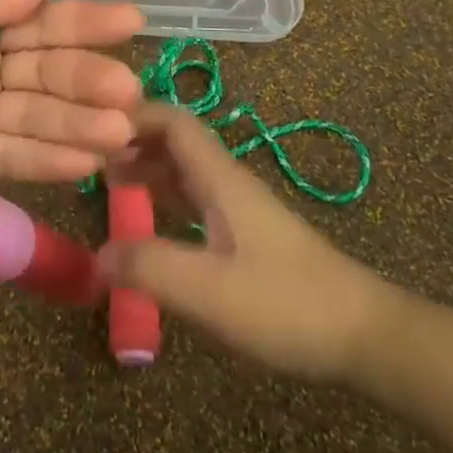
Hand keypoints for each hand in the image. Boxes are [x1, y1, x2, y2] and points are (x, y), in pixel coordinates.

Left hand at [0, 0, 144, 209]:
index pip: (37, 20)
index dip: (83, 21)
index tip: (130, 21)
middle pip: (46, 71)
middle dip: (86, 80)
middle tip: (127, 92)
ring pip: (38, 116)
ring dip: (78, 123)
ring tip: (117, 132)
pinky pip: (15, 156)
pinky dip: (48, 158)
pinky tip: (85, 161)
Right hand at [97, 104, 401, 381]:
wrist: (366, 338)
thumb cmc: (287, 305)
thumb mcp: (209, 290)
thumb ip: (149, 267)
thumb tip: (95, 255)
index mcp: (220, 179)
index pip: (174, 122)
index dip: (134, 114)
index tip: (90, 126)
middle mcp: (228, 184)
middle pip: (176, 143)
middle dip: (132, 140)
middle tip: (86, 156)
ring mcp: (240, 211)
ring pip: (184, 172)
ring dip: (146, 168)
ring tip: (105, 181)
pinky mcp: (247, 239)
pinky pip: (194, 202)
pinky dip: (164, 200)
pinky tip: (148, 222)